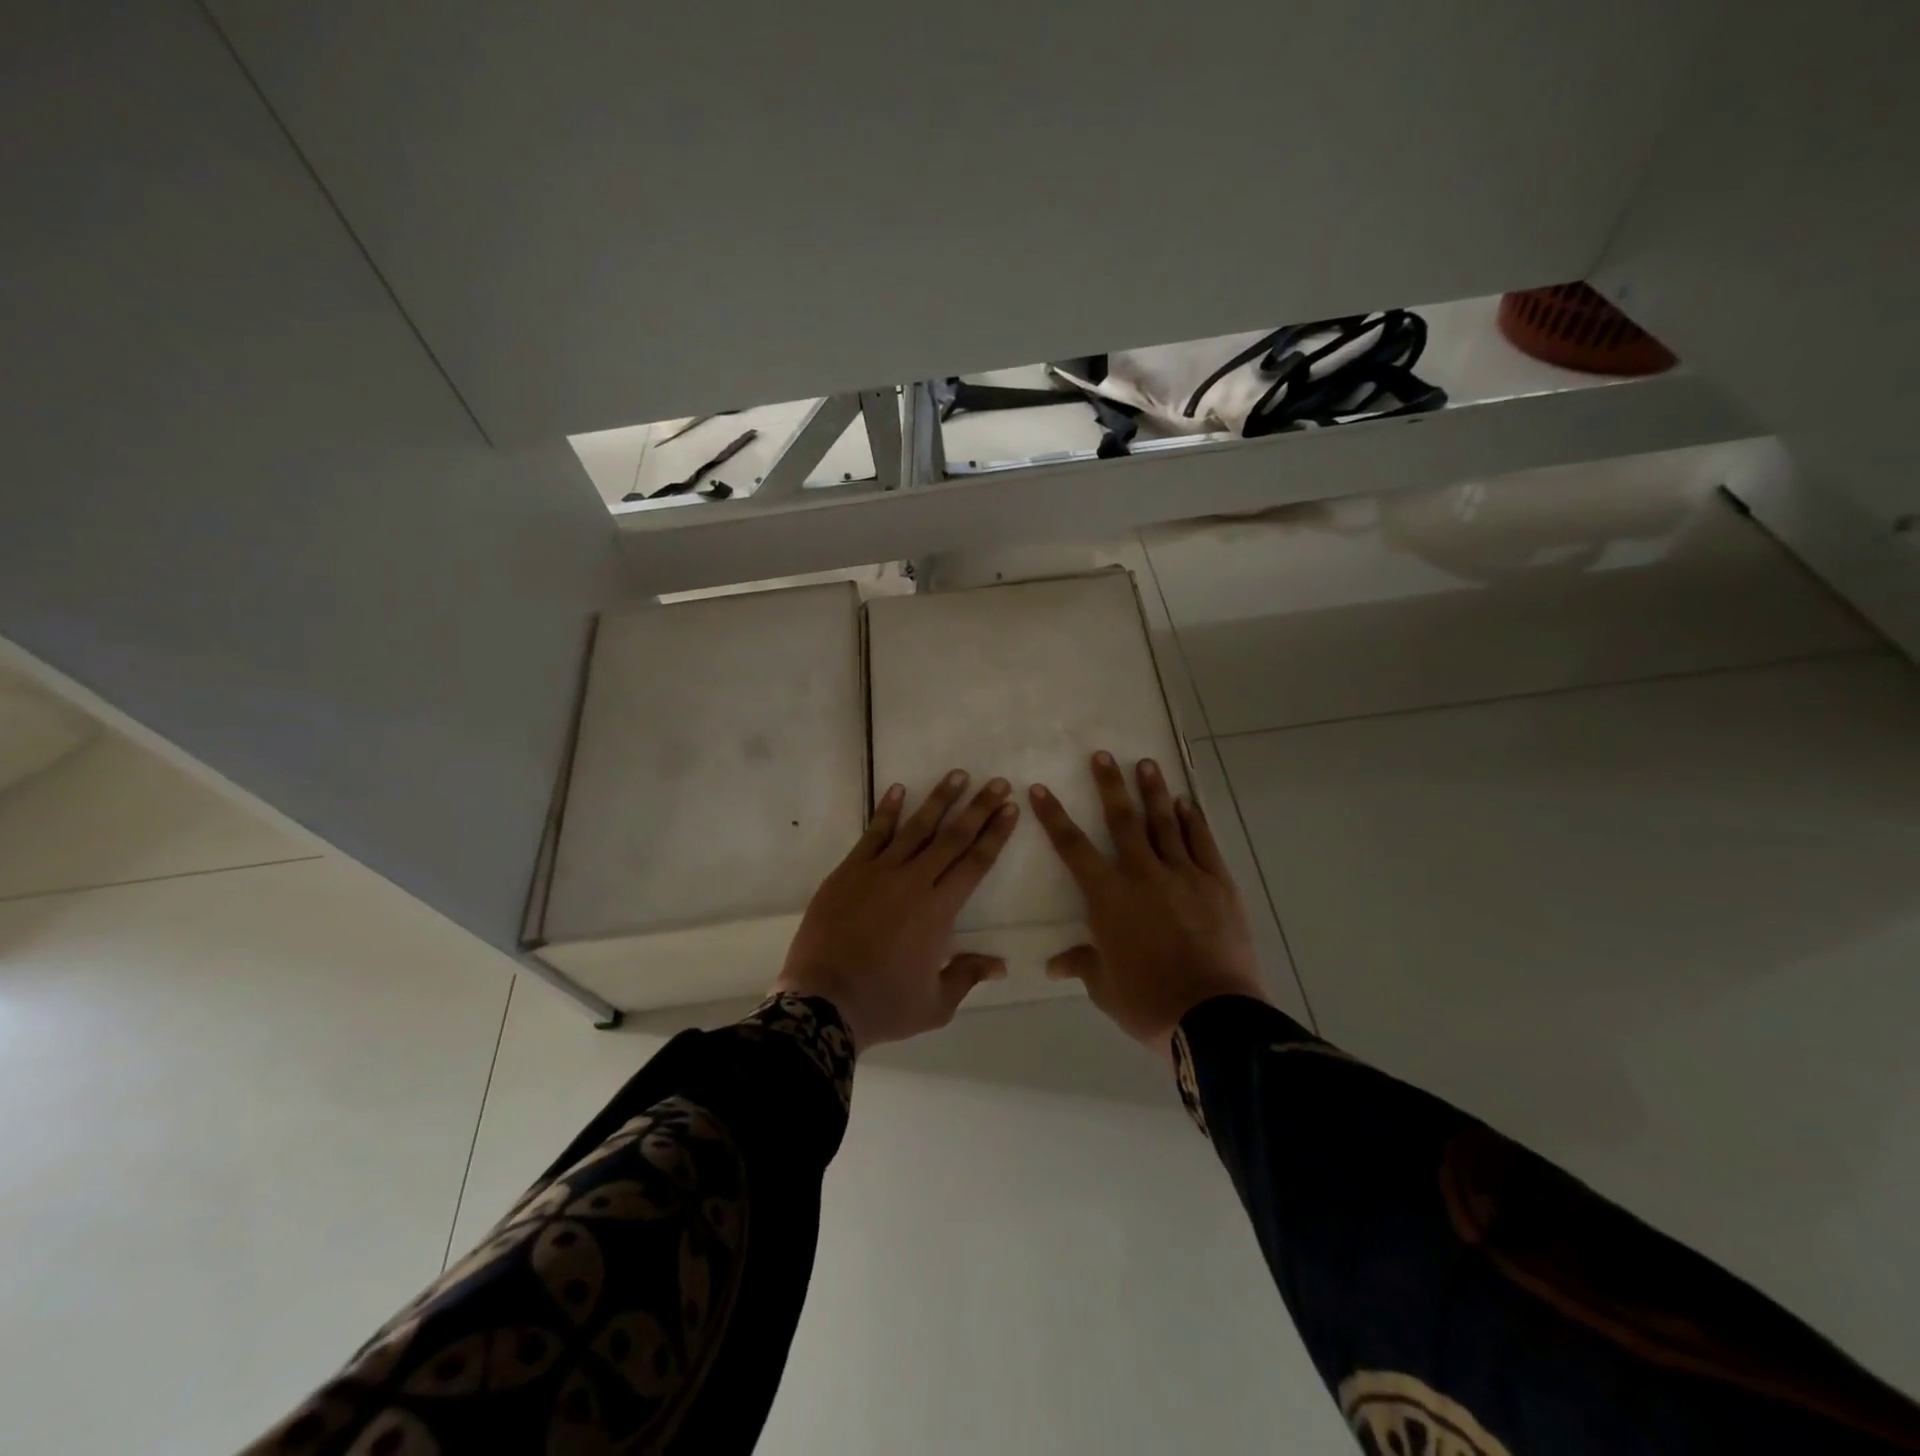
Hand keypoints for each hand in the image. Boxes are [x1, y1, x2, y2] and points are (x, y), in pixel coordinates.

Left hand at [775, 770, 1018, 1049]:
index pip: (976, 862)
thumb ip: (967, 976)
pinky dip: (887, 810)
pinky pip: (873, 834)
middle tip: (997, 782)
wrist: (821, 1003)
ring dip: (939, 799)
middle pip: (953, 837)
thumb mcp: (935, 1004)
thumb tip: (1001, 964)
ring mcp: (878, 872)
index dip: (995, 834)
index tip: (1010, 809)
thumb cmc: (884, 1006)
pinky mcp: (848, 872)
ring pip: (916, 827)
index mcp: (939, 910)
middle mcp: (914, 881)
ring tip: (957, 775)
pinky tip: (897, 789)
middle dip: (978, 808)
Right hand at [1030, 752, 1266, 1053]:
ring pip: (1165, 823)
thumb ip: (1081, 964)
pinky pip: (1202, 844)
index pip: (1073, 848)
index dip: (1054, 817)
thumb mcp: (1104, 987)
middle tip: (1102, 755)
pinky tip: (1186, 804)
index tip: (1040, 789)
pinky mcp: (1217, 884)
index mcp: (1108, 898)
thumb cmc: (1148, 1002)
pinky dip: (1192, 821)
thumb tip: (1053, 964)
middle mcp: (1143, 875)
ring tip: (1146, 763)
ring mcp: (1184, 875)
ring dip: (1153, 792)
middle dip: (1109, 785)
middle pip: (1122, 821)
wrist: (1212, 1016)